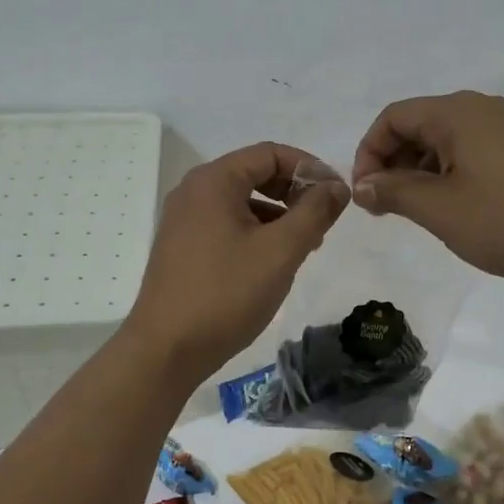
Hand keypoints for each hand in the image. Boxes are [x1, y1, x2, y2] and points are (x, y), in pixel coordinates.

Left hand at [125, 143, 348, 382]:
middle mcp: (194, 191)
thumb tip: (337, 186)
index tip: (337, 195)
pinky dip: (256, 232)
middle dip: (294, 192)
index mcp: (214, 181)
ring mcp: (184, 220)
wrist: (166, 349)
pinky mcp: (182, 247)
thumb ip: (314, 212)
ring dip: (278, 215)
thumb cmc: (226, 294)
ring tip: (305, 246)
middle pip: (255, 174)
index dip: (309, 167)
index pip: (271, 153)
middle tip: (324, 222)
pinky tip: (273, 262)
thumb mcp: (280, 251)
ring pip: (242, 202)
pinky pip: (227, 224)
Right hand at [350, 91, 503, 278]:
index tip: (366, 195)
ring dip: (420, 172)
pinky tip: (457, 208)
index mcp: (456, 113)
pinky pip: (473, 150)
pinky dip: (450, 173)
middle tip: (387, 208)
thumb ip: (393, 193)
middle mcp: (482, 109)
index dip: (368, 153)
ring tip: (420, 212)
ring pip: (446, 140)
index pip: (393, 117)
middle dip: (393, 163)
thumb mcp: (439, 209)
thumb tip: (362, 186)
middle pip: (419, 125)